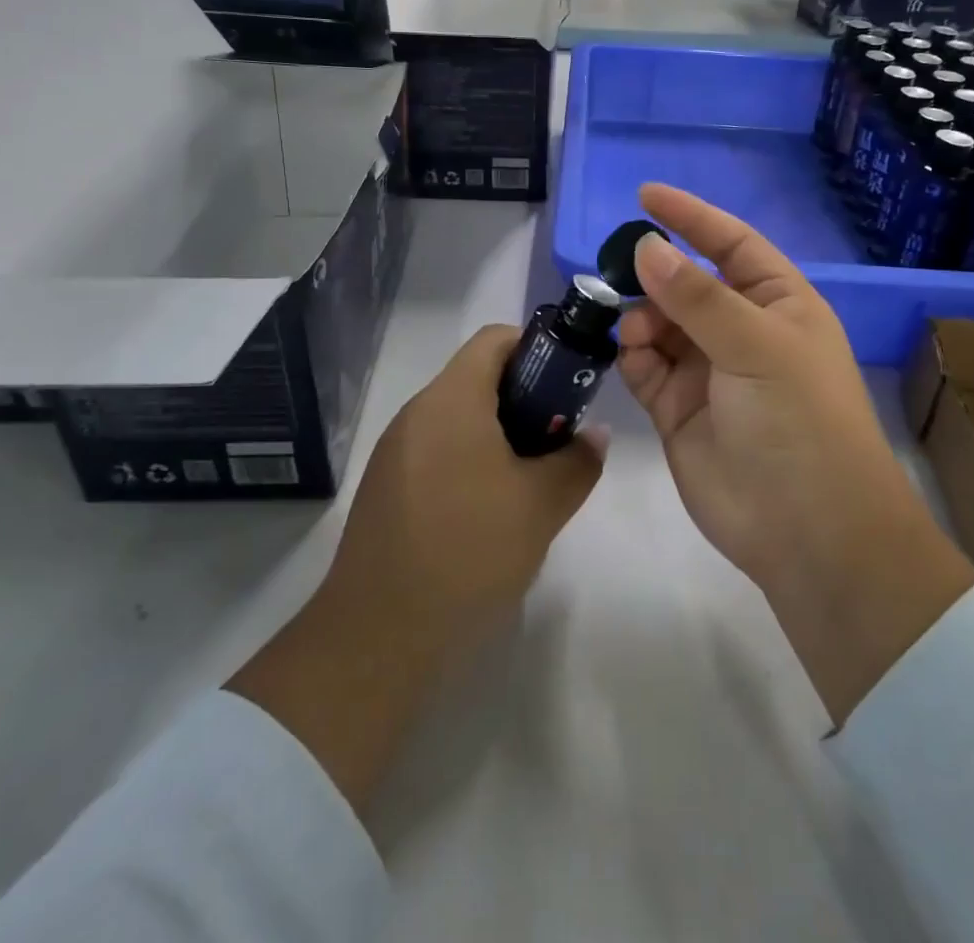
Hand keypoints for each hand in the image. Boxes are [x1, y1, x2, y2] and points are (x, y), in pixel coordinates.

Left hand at [230, 326, 603, 810]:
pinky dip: (472, 461)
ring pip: (460, 418)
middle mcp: (418, 412)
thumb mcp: (542, 505)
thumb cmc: (468, 550)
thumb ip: (579, 460)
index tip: (568, 386)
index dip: (538, 349)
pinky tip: (490, 512)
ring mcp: (396, 451)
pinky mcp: (387, 488)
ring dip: (501, 434)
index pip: (496, 339)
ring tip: (531, 480)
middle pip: (478, 378)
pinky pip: (438, 451)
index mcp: (452, 399)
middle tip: (559, 439)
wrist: (378, 634)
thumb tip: (594, 435)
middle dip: (526, 398)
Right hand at [619, 184, 973, 723]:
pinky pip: (645, 366)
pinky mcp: (678, 410)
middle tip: (617, 269)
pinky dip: (633, 355)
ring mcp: (708, 372)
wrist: (808, 533)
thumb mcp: (756, 346)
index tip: (645, 196)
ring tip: (636, 330)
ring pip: (659, 324)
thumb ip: (698, 297)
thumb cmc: (799, 421)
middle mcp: (742, 332)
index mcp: (779, 304)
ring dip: (642, 317)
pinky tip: (631, 353)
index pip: (731, 243)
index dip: (692, 217)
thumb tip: (647, 248)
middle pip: (688, 284)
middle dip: (656, 274)